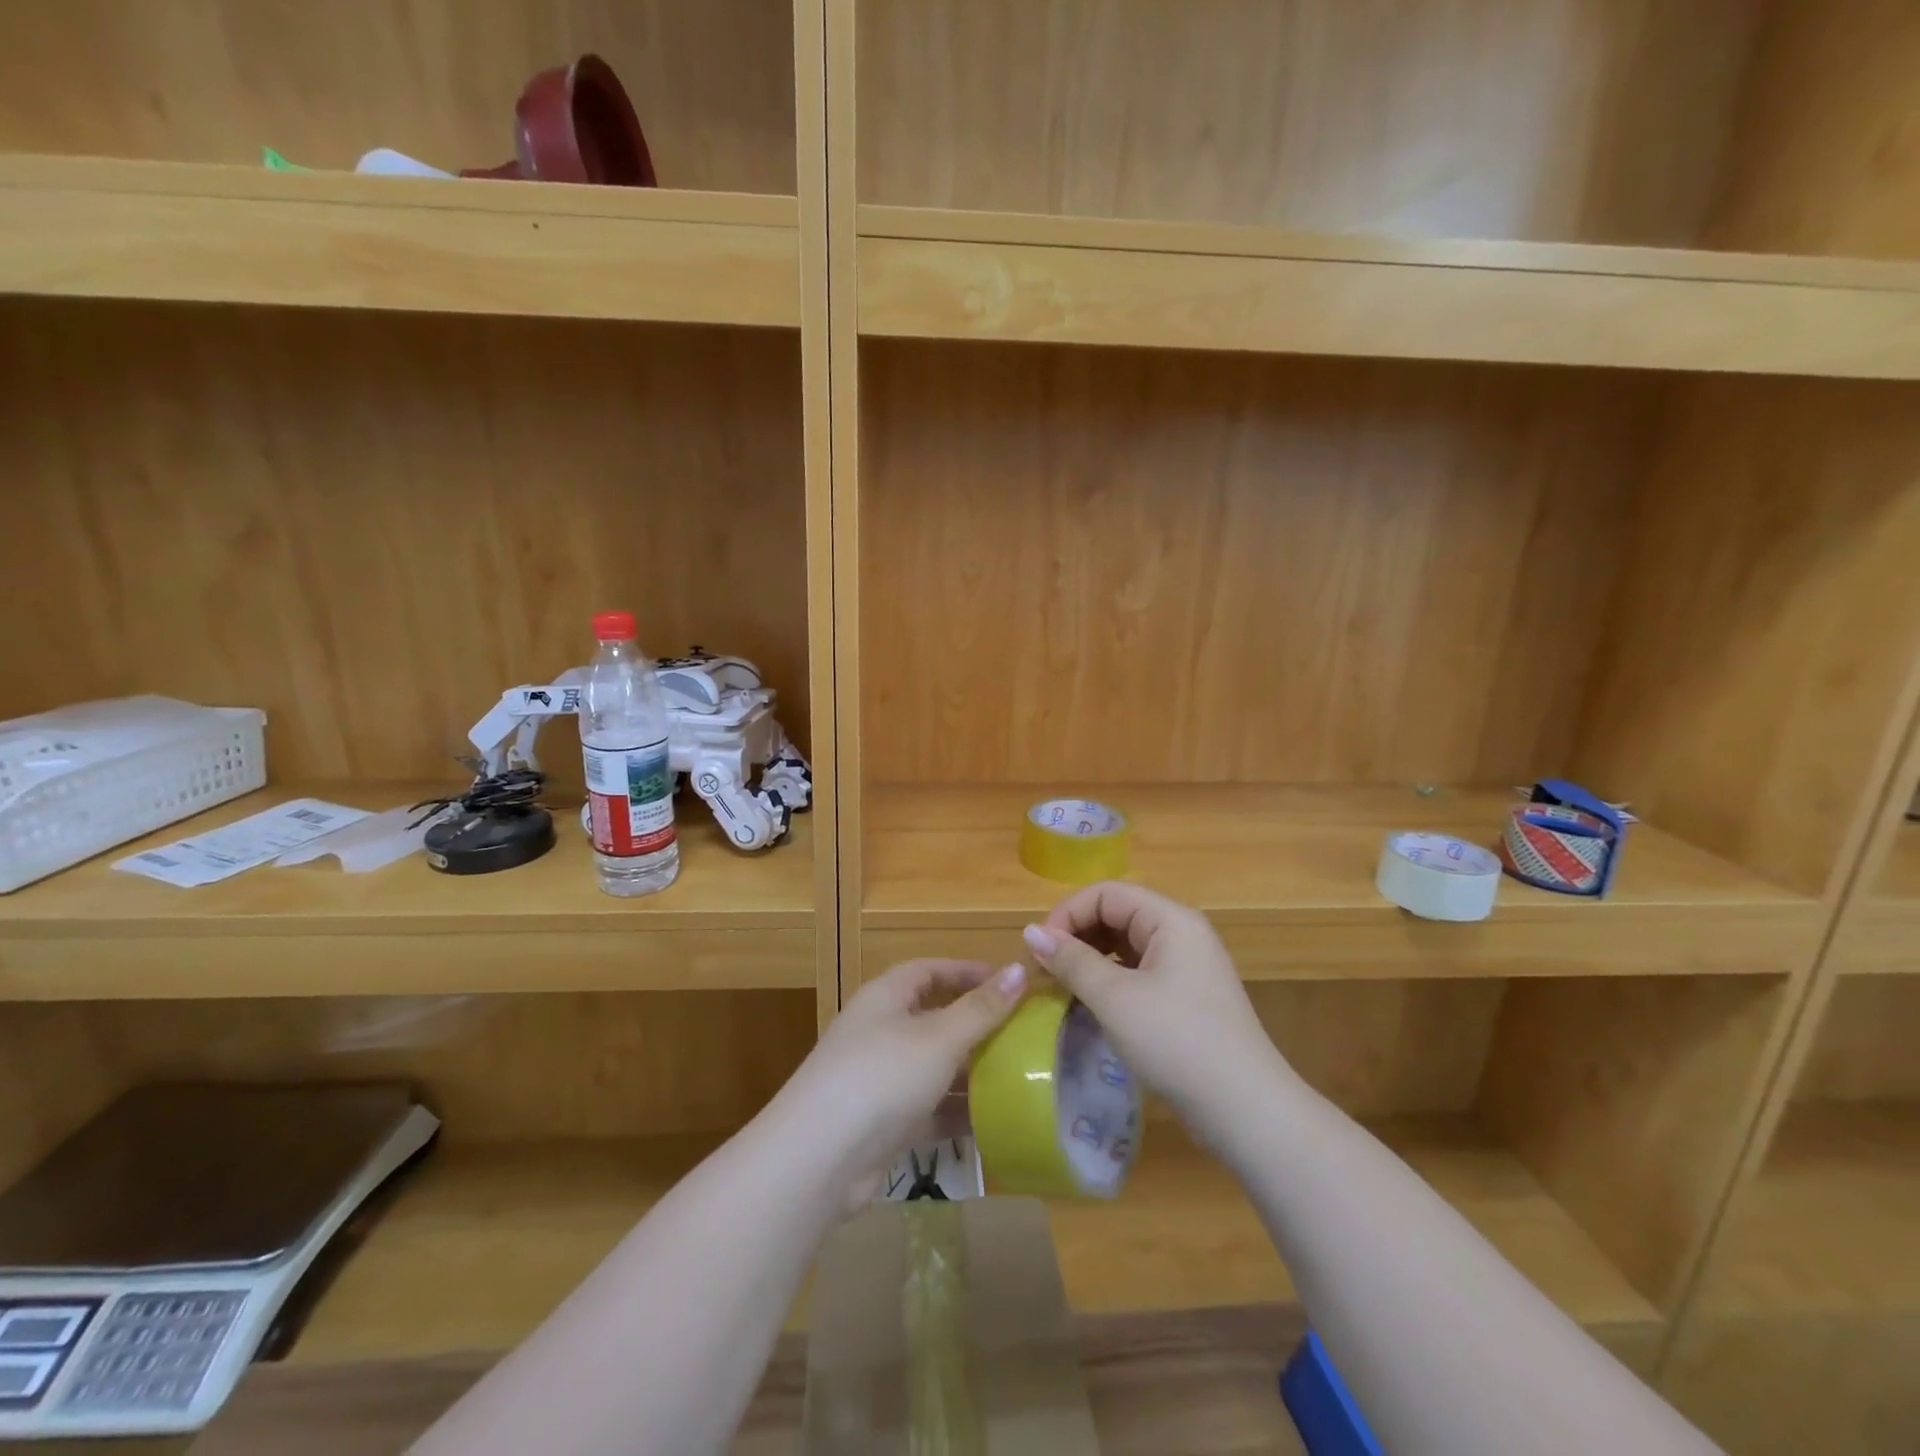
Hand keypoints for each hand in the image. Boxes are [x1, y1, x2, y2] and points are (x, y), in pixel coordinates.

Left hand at [781, 958, 1027, 1191]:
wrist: (819, 1159)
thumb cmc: (881, 1076)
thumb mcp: (938, 1038)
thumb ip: (981, 1009)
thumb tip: (1021, 969)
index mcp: (886, 997)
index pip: (930, 970)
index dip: (967, 972)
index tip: (1010, 982)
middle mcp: (881, 1030)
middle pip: (934, 1017)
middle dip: (976, 1024)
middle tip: (1023, 1031)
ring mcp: (881, 1078)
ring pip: (934, 1066)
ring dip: (971, 1070)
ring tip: (1020, 1074)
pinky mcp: (885, 1122)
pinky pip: (930, 1108)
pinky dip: (958, 1111)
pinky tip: (996, 1121)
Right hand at [1023, 883, 1291, 1129]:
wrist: (1246, 1110)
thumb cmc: (1177, 1042)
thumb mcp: (1115, 999)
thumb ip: (1071, 961)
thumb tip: (1029, 932)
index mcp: (1170, 919)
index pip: (1106, 894)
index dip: (1067, 914)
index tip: (1038, 951)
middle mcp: (1181, 933)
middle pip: (1116, 914)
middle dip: (1075, 936)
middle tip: (1043, 971)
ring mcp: (1186, 966)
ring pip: (1124, 945)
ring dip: (1089, 960)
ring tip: (1060, 987)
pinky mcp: (1185, 997)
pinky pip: (1137, 972)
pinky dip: (1108, 981)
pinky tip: (1089, 1005)